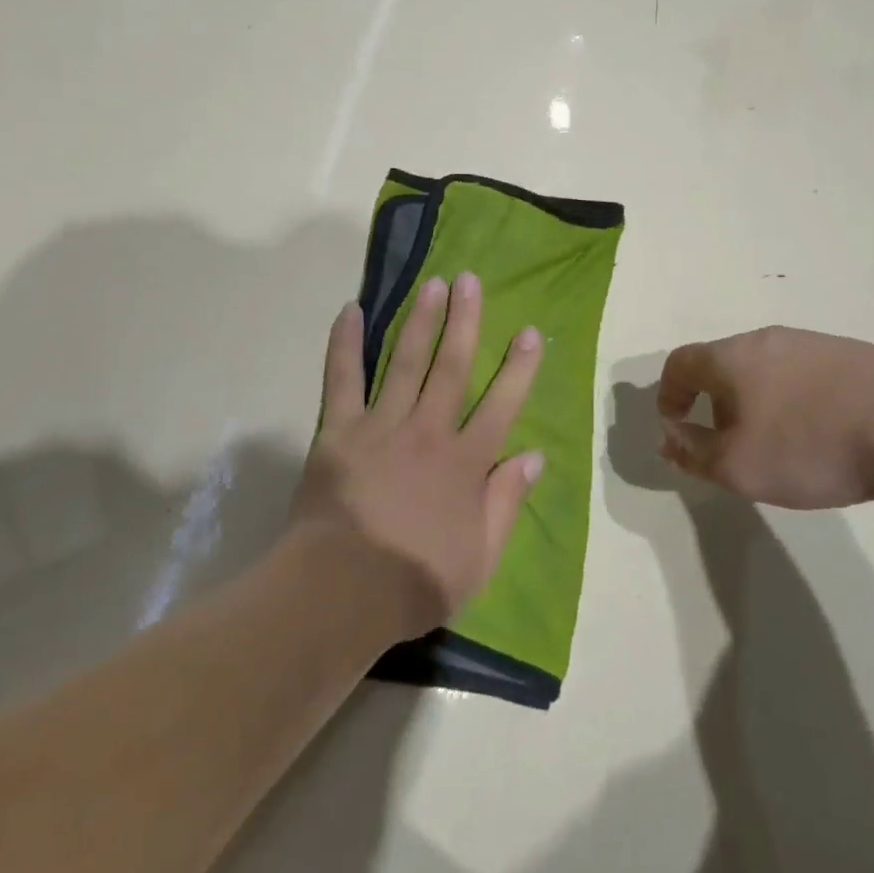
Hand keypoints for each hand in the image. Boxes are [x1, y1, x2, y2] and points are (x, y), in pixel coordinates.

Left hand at [291, 272, 544, 639]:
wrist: (341, 591)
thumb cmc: (414, 581)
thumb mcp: (479, 558)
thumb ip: (507, 503)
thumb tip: (534, 455)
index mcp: (465, 463)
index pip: (501, 404)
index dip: (518, 367)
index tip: (529, 332)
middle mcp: (428, 431)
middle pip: (452, 367)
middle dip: (465, 321)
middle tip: (470, 281)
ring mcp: (382, 425)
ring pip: (406, 362)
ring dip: (421, 320)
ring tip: (432, 283)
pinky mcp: (339, 430)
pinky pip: (342, 379)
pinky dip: (346, 343)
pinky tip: (352, 311)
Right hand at [656, 327, 873, 507]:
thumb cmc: (809, 445)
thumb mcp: (738, 466)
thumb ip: (693, 453)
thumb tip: (668, 439)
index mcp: (730, 357)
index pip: (678, 364)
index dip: (668, 397)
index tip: (678, 431)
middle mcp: (764, 339)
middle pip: (721, 365)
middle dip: (713, 404)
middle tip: (729, 445)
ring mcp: (809, 342)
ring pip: (763, 369)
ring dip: (754, 402)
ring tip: (777, 443)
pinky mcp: (847, 354)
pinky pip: (801, 374)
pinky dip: (792, 400)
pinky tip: (820, 432)